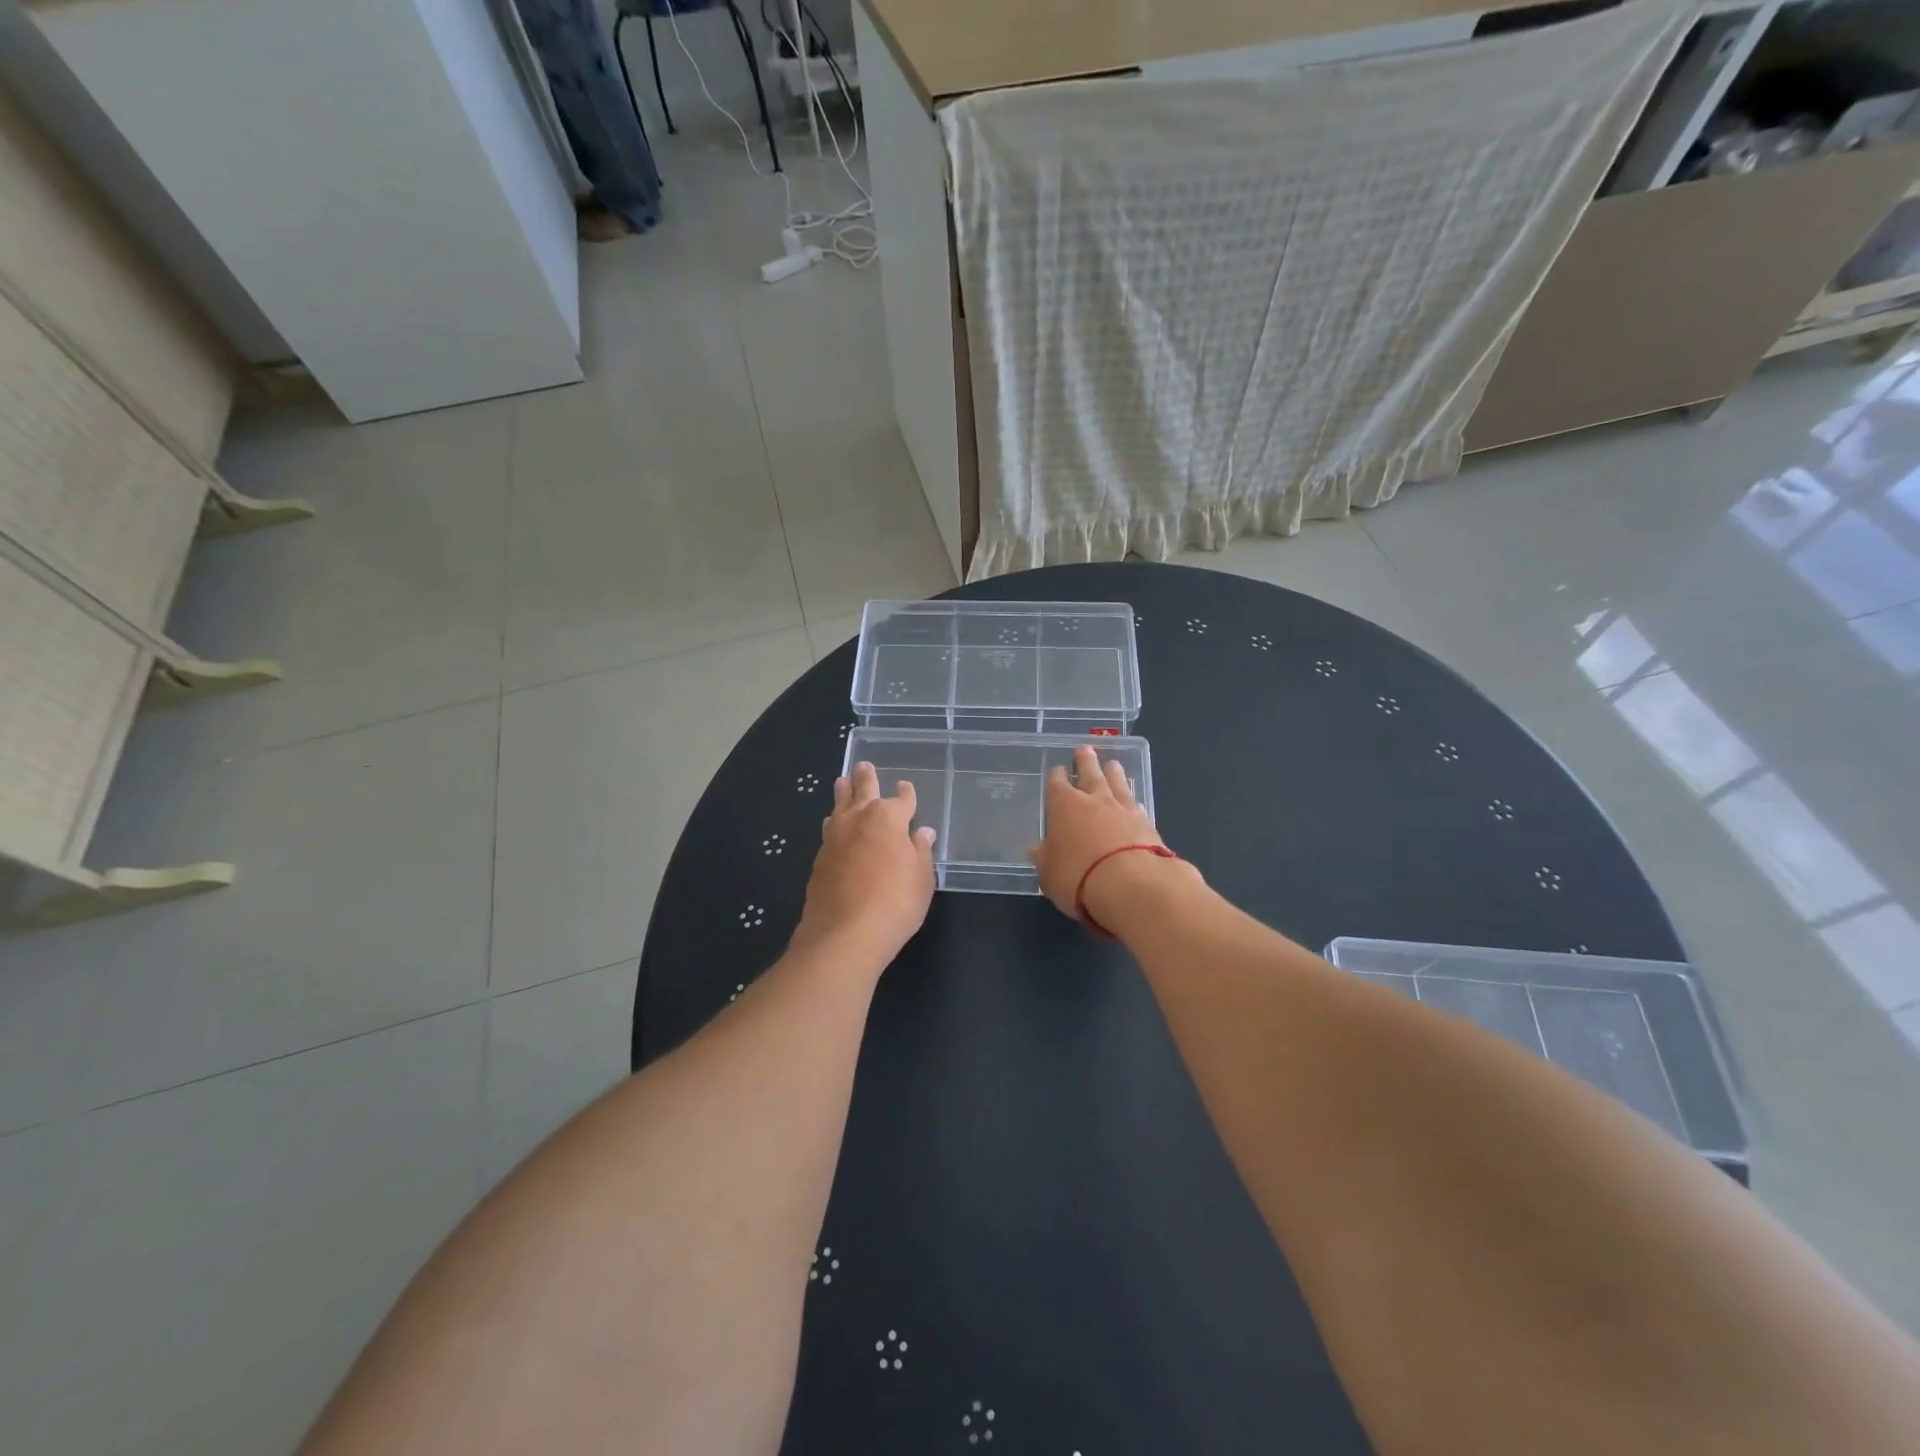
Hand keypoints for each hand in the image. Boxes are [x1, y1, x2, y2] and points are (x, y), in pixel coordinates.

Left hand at [793, 761, 936, 961]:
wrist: (844, 934)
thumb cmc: (895, 903)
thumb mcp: (922, 879)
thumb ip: (920, 852)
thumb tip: (922, 833)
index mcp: (888, 818)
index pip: (902, 800)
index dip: (907, 794)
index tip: (906, 786)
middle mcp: (858, 819)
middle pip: (862, 791)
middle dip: (866, 778)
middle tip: (863, 765)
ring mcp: (834, 838)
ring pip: (839, 806)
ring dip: (842, 793)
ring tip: (841, 783)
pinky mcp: (819, 859)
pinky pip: (829, 830)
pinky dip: (834, 821)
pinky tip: (833, 824)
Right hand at [1029, 745, 1176, 927]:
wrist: (1131, 884)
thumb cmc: (1078, 877)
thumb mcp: (1049, 873)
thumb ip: (1044, 858)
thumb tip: (1036, 849)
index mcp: (1064, 805)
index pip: (1057, 783)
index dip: (1057, 776)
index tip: (1058, 771)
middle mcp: (1094, 799)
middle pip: (1090, 772)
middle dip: (1085, 761)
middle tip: (1085, 749)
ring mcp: (1123, 808)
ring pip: (1117, 782)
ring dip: (1113, 772)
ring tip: (1112, 764)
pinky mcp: (1147, 822)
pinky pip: (1136, 803)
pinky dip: (1132, 799)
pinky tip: (1133, 800)